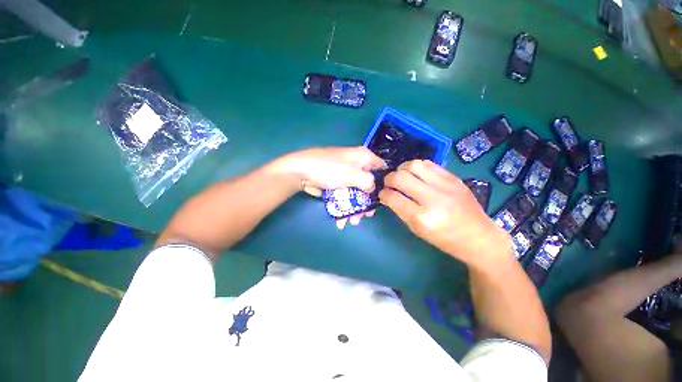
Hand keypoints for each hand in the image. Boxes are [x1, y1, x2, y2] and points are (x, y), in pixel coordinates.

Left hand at [276, 147, 385, 228]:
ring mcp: (346, 176)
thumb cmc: (331, 170)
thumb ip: (370, 183)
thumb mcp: (355, 175)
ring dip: (355, 209)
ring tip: (352, 222)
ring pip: (356, 194)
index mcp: (363, 157)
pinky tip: (341, 220)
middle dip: (367, 202)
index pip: (381, 168)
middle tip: (366, 215)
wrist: (302, 172)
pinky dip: (345, 208)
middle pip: (368, 185)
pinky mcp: (336, 185)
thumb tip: (372, 190)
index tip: (383, 197)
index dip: (384, 182)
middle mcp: (356, 166)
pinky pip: (345, 197)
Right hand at [379, 160, 512, 267]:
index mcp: (421, 217)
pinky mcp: (453, 178)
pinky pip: (429, 164)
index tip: (382, 193)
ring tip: (401, 175)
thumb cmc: (445, 239)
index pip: (393, 197)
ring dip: (402, 169)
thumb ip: (400, 210)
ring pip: (414, 165)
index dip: (383, 193)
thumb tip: (388, 195)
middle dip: (389, 178)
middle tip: (389, 183)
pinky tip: (416, 174)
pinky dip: (417, 167)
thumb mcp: (417, 230)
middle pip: (400, 177)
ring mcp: (445, 185)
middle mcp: (432, 198)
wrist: (479, 237)